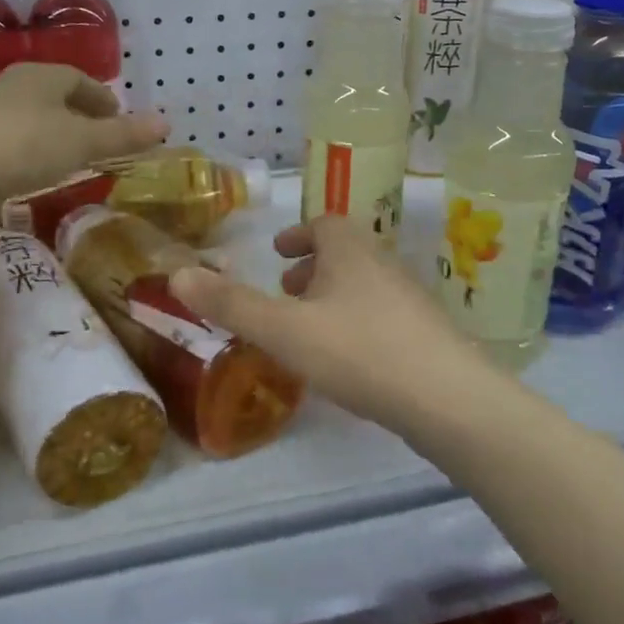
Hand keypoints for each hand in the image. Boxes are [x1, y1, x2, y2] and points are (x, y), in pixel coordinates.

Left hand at [0, 64, 167, 221]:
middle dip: (80, 116)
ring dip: (56, 136)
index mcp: (40, 76)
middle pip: (55, 97)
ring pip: (33, 120)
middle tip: (102, 138)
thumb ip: (123, 135)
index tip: (119, 118)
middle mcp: (12, 88)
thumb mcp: (83, 142)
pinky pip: (14, 144)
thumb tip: (166, 123)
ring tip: (74, 158)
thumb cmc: (25, 147)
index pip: (79, 78)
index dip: (102, 97)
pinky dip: (34, 154)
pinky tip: (39, 175)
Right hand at [170, 213, 492, 432]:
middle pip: (346, 254)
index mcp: (350, 251)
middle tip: (287, 292)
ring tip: (311, 330)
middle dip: (313, 268)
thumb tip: (175, 273)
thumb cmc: (358, 351)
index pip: (324, 224)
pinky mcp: (428, 334)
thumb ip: (231, 304)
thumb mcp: (283, 329)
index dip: (298, 236)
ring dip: (335, 297)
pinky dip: (358, 323)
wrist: (448, 399)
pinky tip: (350, 361)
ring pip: (365, 285)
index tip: (278, 255)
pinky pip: (383, 315)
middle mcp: (384, 264)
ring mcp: (411, 300)